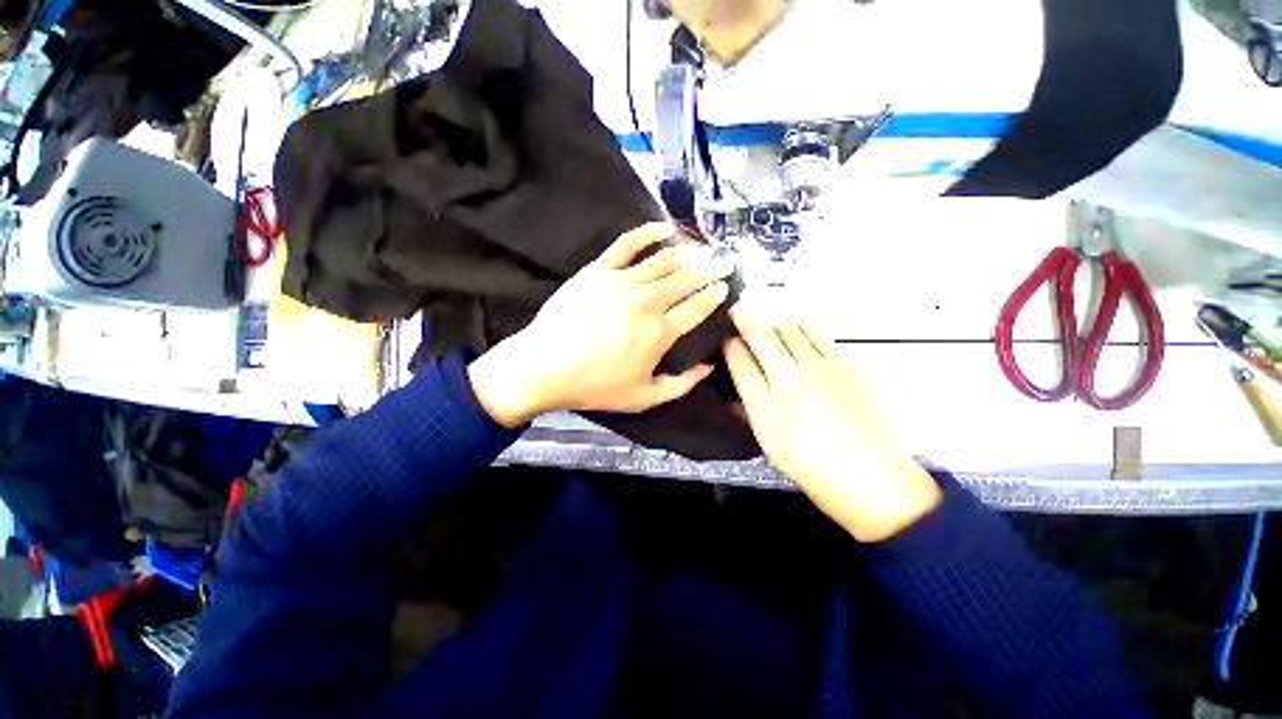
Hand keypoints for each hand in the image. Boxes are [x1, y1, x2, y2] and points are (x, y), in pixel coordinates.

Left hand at [469, 222, 733, 427]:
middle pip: (686, 279)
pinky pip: (627, 244)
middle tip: (726, 261)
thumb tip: (708, 367)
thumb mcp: (645, 398)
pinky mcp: (599, 270)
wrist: (546, 367)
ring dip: (688, 253)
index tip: (725, 286)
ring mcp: (622, 282)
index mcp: (660, 333)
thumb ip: (682, 384)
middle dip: (711, 268)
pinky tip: (663, 228)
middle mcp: (647, 302)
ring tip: (703, 249)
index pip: (697, 307)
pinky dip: (648, 233)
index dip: (714, 295)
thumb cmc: (596, 386)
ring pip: (663, 260)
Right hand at [723, 312, 940, 541]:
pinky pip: (824, 337)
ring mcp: (831, 363)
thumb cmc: (805, 457)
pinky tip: (801, 330)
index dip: (737, 328)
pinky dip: (806, 328)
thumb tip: (734, 357)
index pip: (753, 343)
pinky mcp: (854, 367)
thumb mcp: (765, 428)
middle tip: (744, 309)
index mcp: (781, 379)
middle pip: (775, 330)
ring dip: (780, 318)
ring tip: (768, 315)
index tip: (729, 316)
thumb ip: (748, 387)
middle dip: (756, 316)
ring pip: (800, 328)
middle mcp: (804, 363)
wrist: (867, 476)